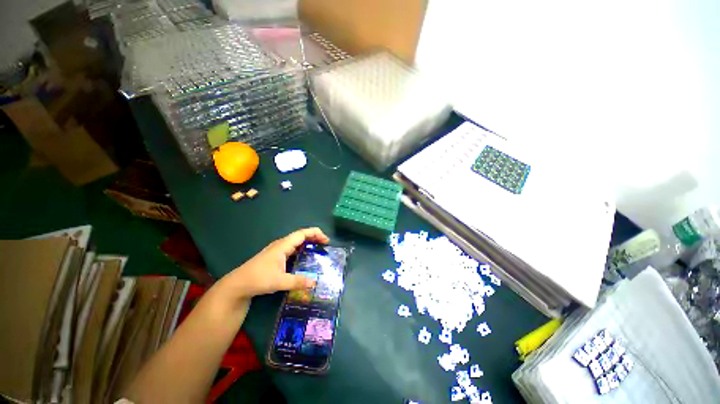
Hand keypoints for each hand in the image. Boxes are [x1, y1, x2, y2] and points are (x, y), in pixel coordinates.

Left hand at [216, 228, 329, 301]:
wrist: (238, 285)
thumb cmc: (258, 279)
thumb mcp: (279, 281)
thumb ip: (298, 281)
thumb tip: (315, 283)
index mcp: (283, 245)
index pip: (302, 233)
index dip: (315, 233)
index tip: (326, 240)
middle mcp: (281, 244)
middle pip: (301, 235)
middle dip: (314, 237)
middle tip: (325, 244)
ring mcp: (278, 250)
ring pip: (296, 242)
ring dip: (308, 243)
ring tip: (318, 249)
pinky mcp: (275, 256)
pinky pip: (292, 248)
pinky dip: (301, 249)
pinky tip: (305, 257)